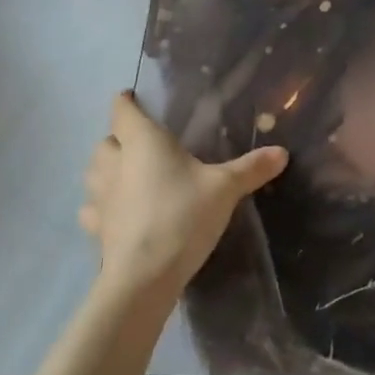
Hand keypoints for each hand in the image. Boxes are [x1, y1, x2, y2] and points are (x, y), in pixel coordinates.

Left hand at [80, 92, 288, 302]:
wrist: (144, 276)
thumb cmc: (183, 215)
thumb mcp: (224, 188)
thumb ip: (250, 168)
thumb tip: (282, 152)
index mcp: (143, 142)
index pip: (123, 111)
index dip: (126, 101)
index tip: (132, 97)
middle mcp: (115, 163)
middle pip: (105, 141)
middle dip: (117, 138)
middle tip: (139, 141)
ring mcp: (100, 198)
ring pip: (93, 173)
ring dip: (104, 169)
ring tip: (124, 173)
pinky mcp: (97, 229)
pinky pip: (92, 209)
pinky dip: (100, 205)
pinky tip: (116, 211)